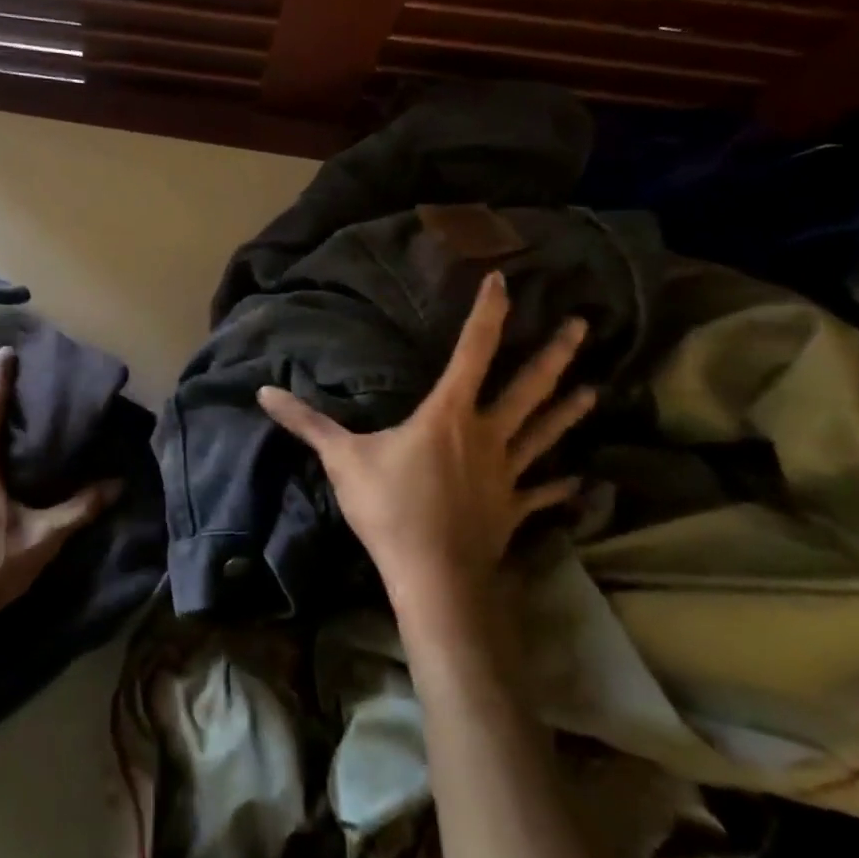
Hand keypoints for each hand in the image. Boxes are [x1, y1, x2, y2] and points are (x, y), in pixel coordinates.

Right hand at [258, 272, 594, 620]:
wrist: (432, 577)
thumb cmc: (390, 508)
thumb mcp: (342, 459)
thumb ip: (307, 423)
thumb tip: (263, 392)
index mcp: (448, 414)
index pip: (473, 351)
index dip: (488, 314)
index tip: (503, 280)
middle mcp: (485, 434)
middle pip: (527, 388)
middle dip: (554, 355)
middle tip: (582, 327)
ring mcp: (506, 474)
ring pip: (543, 434)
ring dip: (567, 411)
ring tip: (595, 389)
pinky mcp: (512, 509)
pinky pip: (542, 493)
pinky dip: (561, 487)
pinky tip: (581, 482)